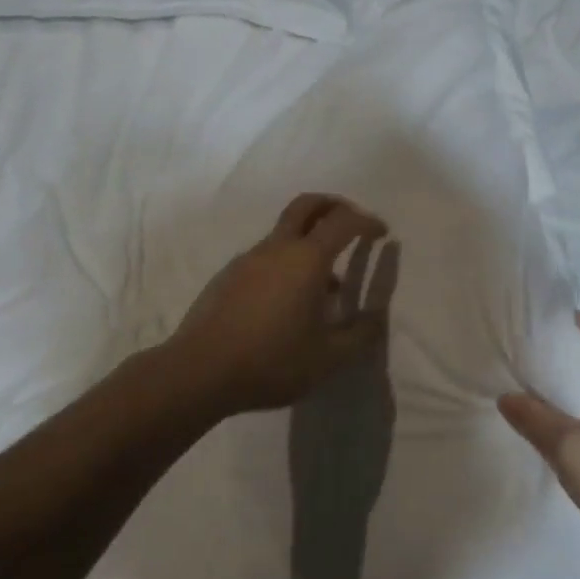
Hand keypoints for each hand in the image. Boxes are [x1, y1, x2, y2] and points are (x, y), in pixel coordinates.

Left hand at [165, 193, 396, 416]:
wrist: (198, 372)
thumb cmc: (272, 361)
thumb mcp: (328, 358)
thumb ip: (359, 335)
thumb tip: (375, 318)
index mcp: (307, 260)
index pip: (343, 222)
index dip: (367, 222)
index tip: (381, 233)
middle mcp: (277, 249)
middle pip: (306, 206)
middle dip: (333, 205)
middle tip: (351, 222)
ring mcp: (247, 260)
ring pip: (284, 234)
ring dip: (309, 242)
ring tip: (324, 284)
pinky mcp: (227, 277)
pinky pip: (265, 257)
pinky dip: (286, 263)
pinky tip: (287, 303)